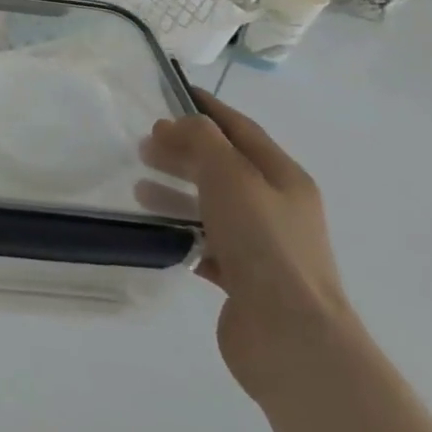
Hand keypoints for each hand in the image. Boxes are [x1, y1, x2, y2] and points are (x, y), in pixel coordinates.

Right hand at [139, 87, 357, 403]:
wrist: (292, 339)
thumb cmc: (263, 243)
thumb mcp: (230, 174)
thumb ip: (202, 139)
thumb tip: (179, 125)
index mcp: (283, 177)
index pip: (240, 128)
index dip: (207, 108)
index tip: (170, 92)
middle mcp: (276, 207)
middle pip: (223, 165)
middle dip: (184, 150)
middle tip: (143, 145)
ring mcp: (262, 246)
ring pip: (211, 204)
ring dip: (176, 190)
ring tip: (139, 188)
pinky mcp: (245, 280)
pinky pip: (206, 242)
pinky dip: (180, 230)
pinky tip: (155, 229)